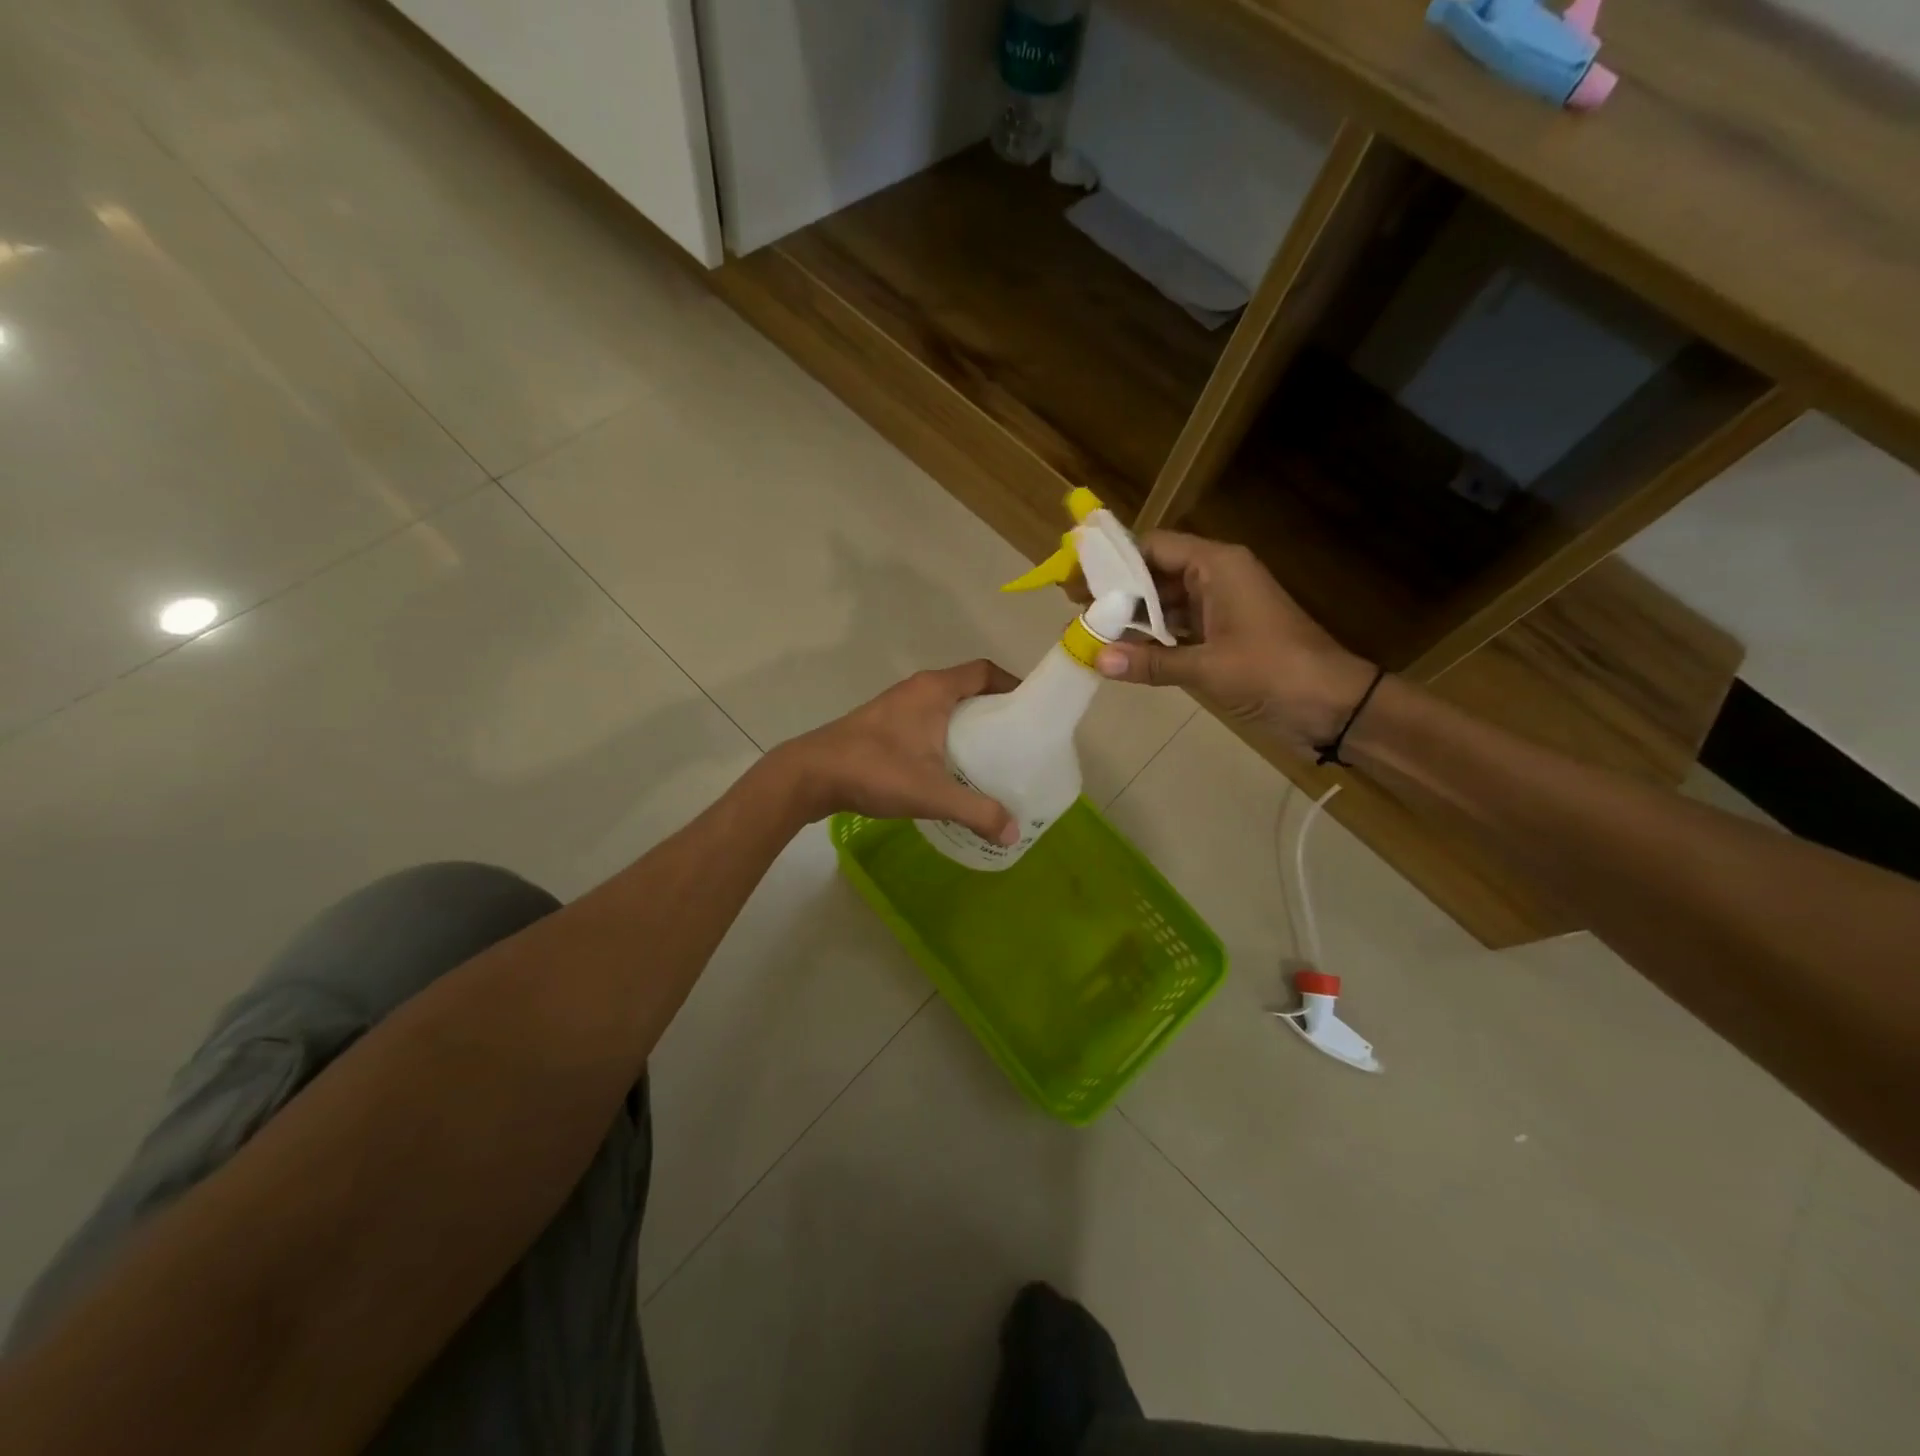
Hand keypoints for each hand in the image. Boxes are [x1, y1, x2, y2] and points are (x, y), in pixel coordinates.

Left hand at [770, 661, 1020, 843]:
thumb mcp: (931, 793)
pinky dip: (945, 737)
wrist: (810, 775)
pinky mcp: (883, 726)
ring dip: (968, 726)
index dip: (1011, 685)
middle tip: (1016, 742)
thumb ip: (975, 811)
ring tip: (991, 759)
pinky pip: (926, 722)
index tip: (1030, 711)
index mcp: (934, 690)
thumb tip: (1012, 834)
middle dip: (994, 711)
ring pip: (945, 708)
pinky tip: (950, 770)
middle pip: (968, 689)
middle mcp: (917, 690)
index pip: (984, 671)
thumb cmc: (874, 770)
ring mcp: (897, 706)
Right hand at [1091, 531, 1377, 749]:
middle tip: (1073, 606)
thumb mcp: (1207, 667)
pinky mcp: (1223, 636)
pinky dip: (1152, 639)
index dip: (1113, 560)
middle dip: (1116, 590)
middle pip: (1155, 573)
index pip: (1154, 547)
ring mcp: (1220, 608)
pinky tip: (1122, 652)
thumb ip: (1150, 661)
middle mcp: (1216, 578)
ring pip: (1165, 603)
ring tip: (1089, 629)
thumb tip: (1096, 659)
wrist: (1332, 705)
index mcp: (1217, 566)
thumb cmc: (1272, 672)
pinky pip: (1178, 628)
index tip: (1076, 577)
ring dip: (1131, 617)